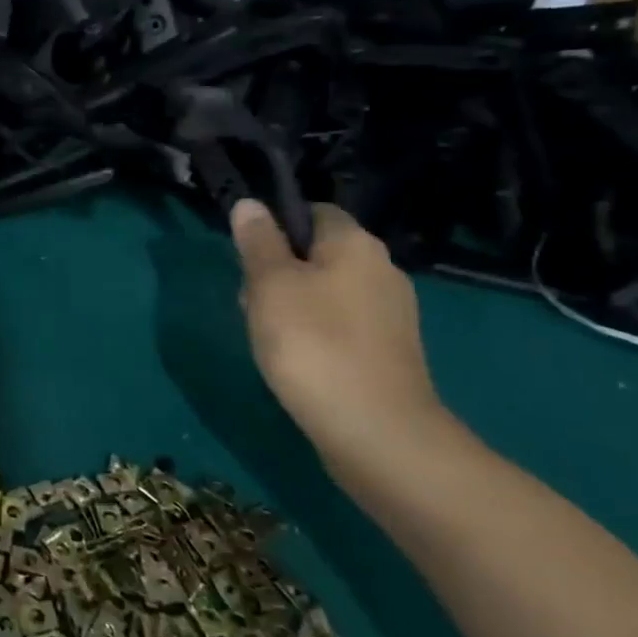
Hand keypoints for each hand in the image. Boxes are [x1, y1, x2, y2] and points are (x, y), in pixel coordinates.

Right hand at [230, 200, 466, 477]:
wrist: (376, 432)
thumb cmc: (314, 344)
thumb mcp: (270, 285)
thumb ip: (258, 242)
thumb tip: (250, 204)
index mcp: (356, 245)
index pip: (313, 212)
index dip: (276, 226)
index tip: (247, 256)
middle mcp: (382, 270)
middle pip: (317, 254)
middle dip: (278, 271)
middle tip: (250, 302)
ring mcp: (390, 314)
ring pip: (326, 292)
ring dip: (292, 306)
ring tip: (267, 337)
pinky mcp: (388, 352)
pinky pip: (341, 326)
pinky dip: (315, 335)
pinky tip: (296, 361)